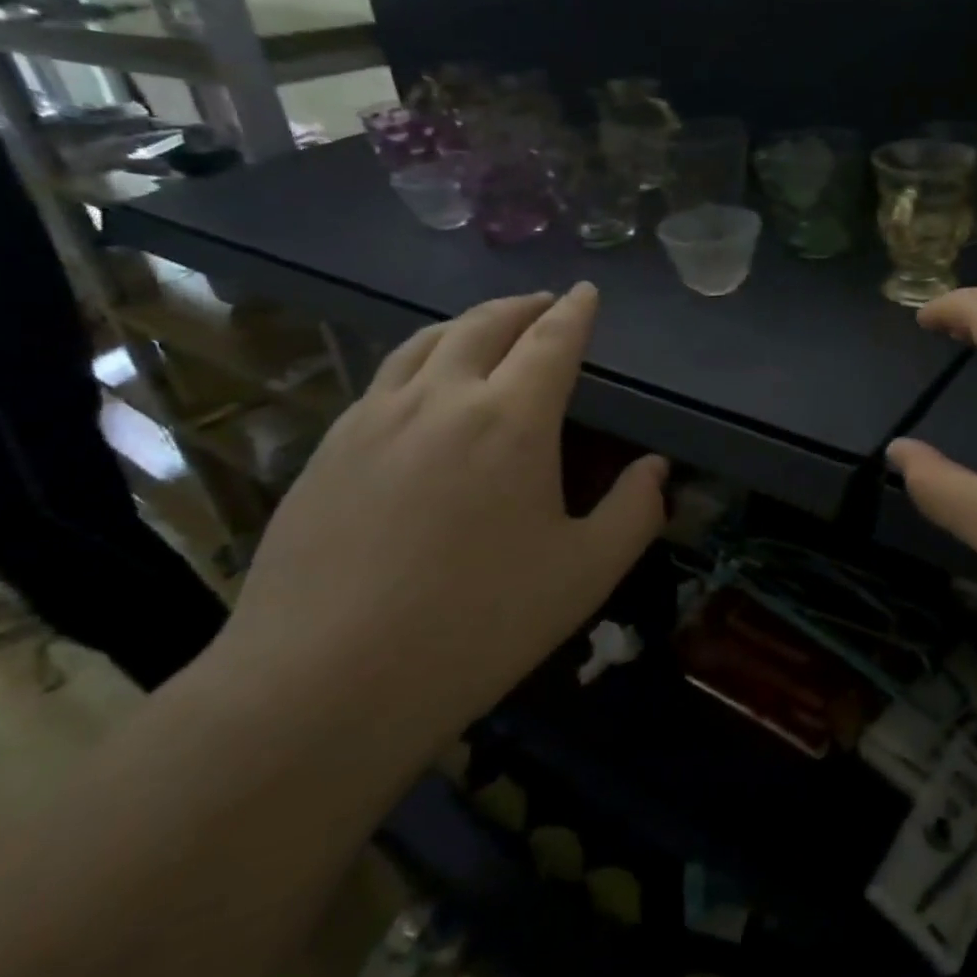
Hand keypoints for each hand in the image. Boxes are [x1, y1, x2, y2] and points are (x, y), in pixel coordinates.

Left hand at [212, 285, 666, 739]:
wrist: (321, 685)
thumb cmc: (475, 625)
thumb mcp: (584, 574)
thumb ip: (633, 512)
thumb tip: (655, 469)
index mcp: (510, 420)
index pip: (551, 341)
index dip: (574, 312)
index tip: (586, 291)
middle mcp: (440, 399)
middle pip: (485, 325)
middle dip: (522, 306)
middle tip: (544, 303)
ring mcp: (374, 419)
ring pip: (426, 342)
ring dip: (467, 323)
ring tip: (487, 327)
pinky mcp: (328, 449)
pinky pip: (384, 378)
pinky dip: (420, 358)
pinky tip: (421, 386)